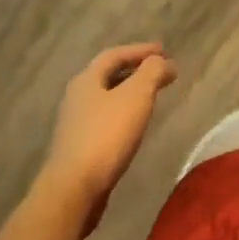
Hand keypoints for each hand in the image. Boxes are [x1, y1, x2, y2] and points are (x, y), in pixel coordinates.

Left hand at [42, 43, 177, 223]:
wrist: (73, 189)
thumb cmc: (107, 135)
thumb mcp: (137, 95)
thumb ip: (152, 72)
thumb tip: (163, 62)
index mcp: (86, 80)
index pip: (114, 55)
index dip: (140, 50)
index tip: (164, 50)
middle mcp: (76, 98)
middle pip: (108, 76)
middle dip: (135, 70)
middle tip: (160, 71)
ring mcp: (75, 125)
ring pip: (106, 98)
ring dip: (129, 92)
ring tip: (151, 96)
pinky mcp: (78, 148)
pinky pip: (105, 120)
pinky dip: (123, 113)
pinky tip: (135, 124)